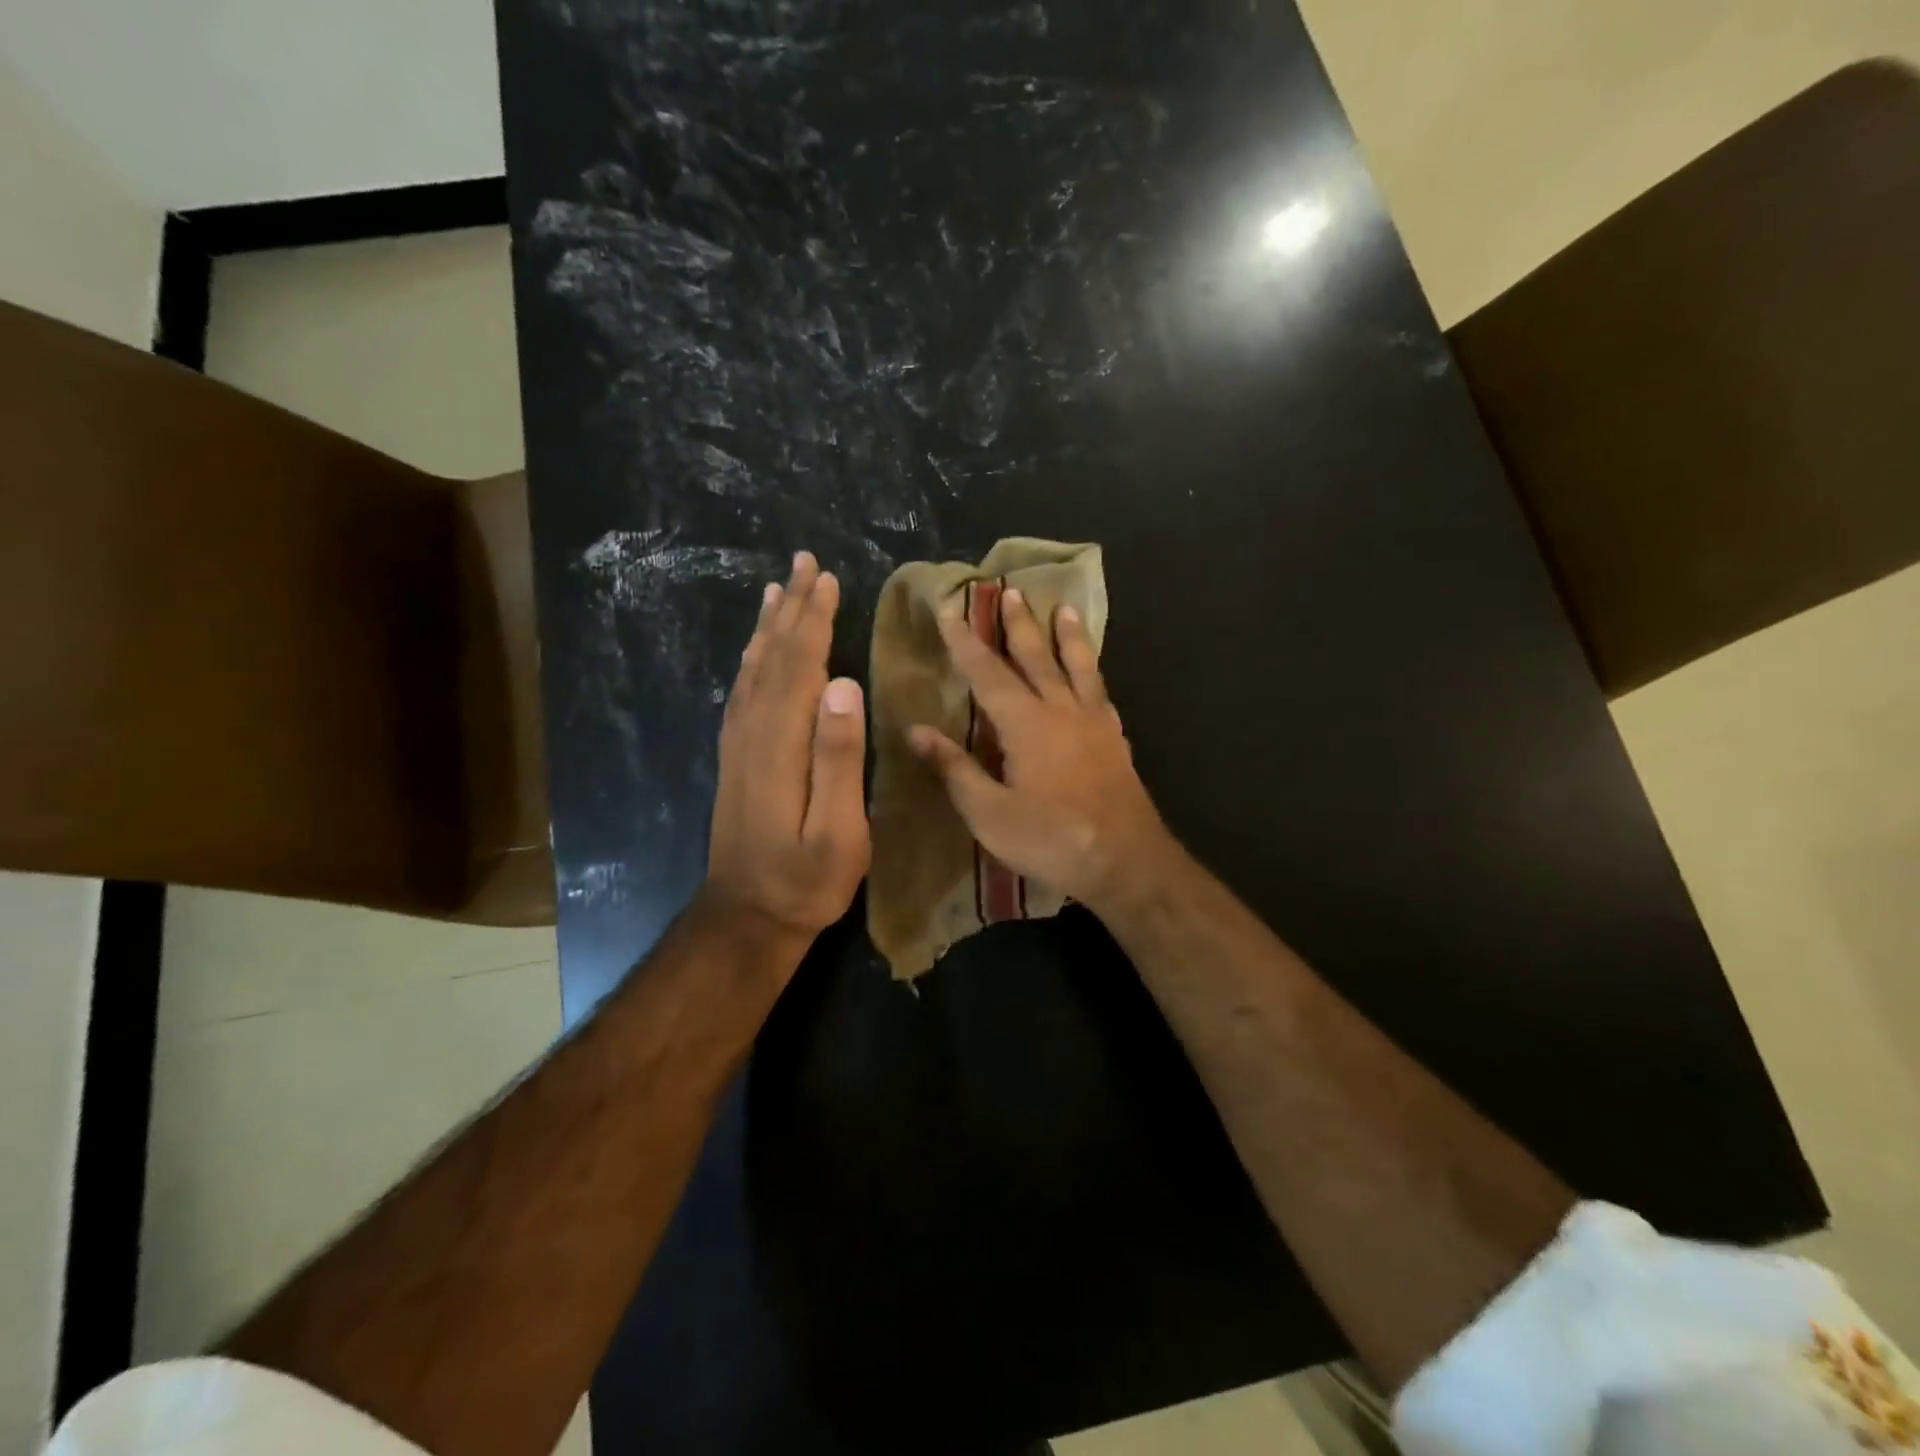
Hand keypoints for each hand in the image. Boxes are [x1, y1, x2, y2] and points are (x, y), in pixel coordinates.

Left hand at [703, 551, 870, 949]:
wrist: (747, 918)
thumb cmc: (805, 880)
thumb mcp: (837, 831)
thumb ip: (838, 758)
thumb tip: (843, 683)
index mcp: (781, 744)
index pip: (799, 667)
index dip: (814, 621)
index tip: (828, 579)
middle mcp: (752, 733)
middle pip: (772, 658)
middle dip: (791, 608)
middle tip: (804, 563)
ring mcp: (738, 746)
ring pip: (753, 670)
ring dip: (768, 627)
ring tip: (777, 589)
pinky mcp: (735, 759)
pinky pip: (742, 693)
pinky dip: (752, 660)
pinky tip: (757, 651)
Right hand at [908, 587, 1171, 911]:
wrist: (1126, 861)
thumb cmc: (1050, 838)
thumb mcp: (989, 813)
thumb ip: (955, 769)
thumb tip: (917, 731)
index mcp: (1026, 724)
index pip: (988, 673)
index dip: (965, 643)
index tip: (949, 611)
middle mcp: (1061, 711)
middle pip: (1037, 657)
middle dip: (1019, 625)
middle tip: (1010, 591)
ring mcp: (1094, 724)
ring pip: (1079, 667)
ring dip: (1068, 637)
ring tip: (1065, 608)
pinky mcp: (1115, 742)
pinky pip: (1102, 695)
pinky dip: (1094, 676)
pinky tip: (1094, 675)